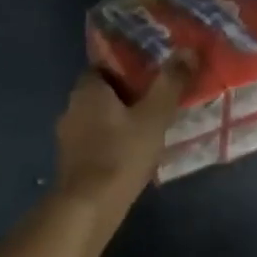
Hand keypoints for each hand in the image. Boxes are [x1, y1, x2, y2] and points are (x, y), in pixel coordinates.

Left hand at [52, 58, 192, 224]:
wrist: (89, 206)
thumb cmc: (121, 154)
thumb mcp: (154, 116)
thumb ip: (170, 84)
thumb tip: (188, 50)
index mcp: (87, 90)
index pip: (103, 66)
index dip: (126, 69)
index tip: (150, 76)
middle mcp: (71, 107)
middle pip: (101, 93)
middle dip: (125, 96)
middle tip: (154, 102)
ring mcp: (67, 137)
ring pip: (97, 119)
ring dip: (117, 122)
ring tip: (147, 130)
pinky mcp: (71, 162)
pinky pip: (94, 142)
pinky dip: (110, 143)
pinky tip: (129, 155)